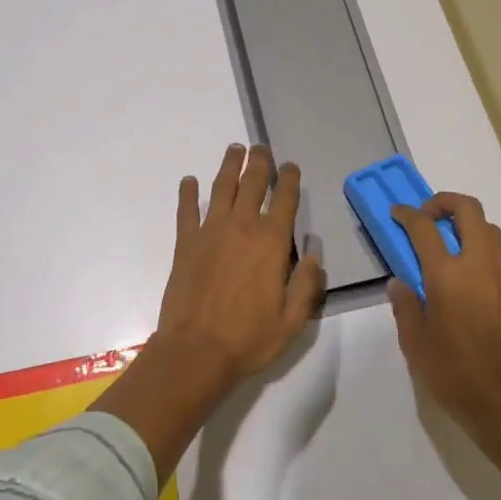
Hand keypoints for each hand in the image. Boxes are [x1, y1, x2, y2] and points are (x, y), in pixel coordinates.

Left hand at [96, 145, 325, 478]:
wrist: (196, 352)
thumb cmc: (248, 339)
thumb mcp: (292, 320)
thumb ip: (307, 284)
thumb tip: (315, 253)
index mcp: (271, 242)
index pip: (284, 199)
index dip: (289, 178)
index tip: (291, 166)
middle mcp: (242, 226)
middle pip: (252, 182)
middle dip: (259, 161)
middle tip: (261, 147)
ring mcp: (210, 231)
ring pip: (221, 187)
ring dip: (229, 165)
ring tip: (234, 149)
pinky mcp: (185, 242)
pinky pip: (186, 210)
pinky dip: (188, 192)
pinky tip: (189, 181)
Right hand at [388, 193, 500, 460]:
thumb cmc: (455, 376)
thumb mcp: (415, 345)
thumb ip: (406, 307)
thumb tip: (400, 283)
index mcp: (447, 275)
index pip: (424, 227)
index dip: (408, 214)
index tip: (398, 213)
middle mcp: (480, 267)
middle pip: (469, 210)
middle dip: (446, 202)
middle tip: (429, 217)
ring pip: (491, 233)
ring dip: (469, 229)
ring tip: (452, 250)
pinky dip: (484, 262)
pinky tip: (474, 292)